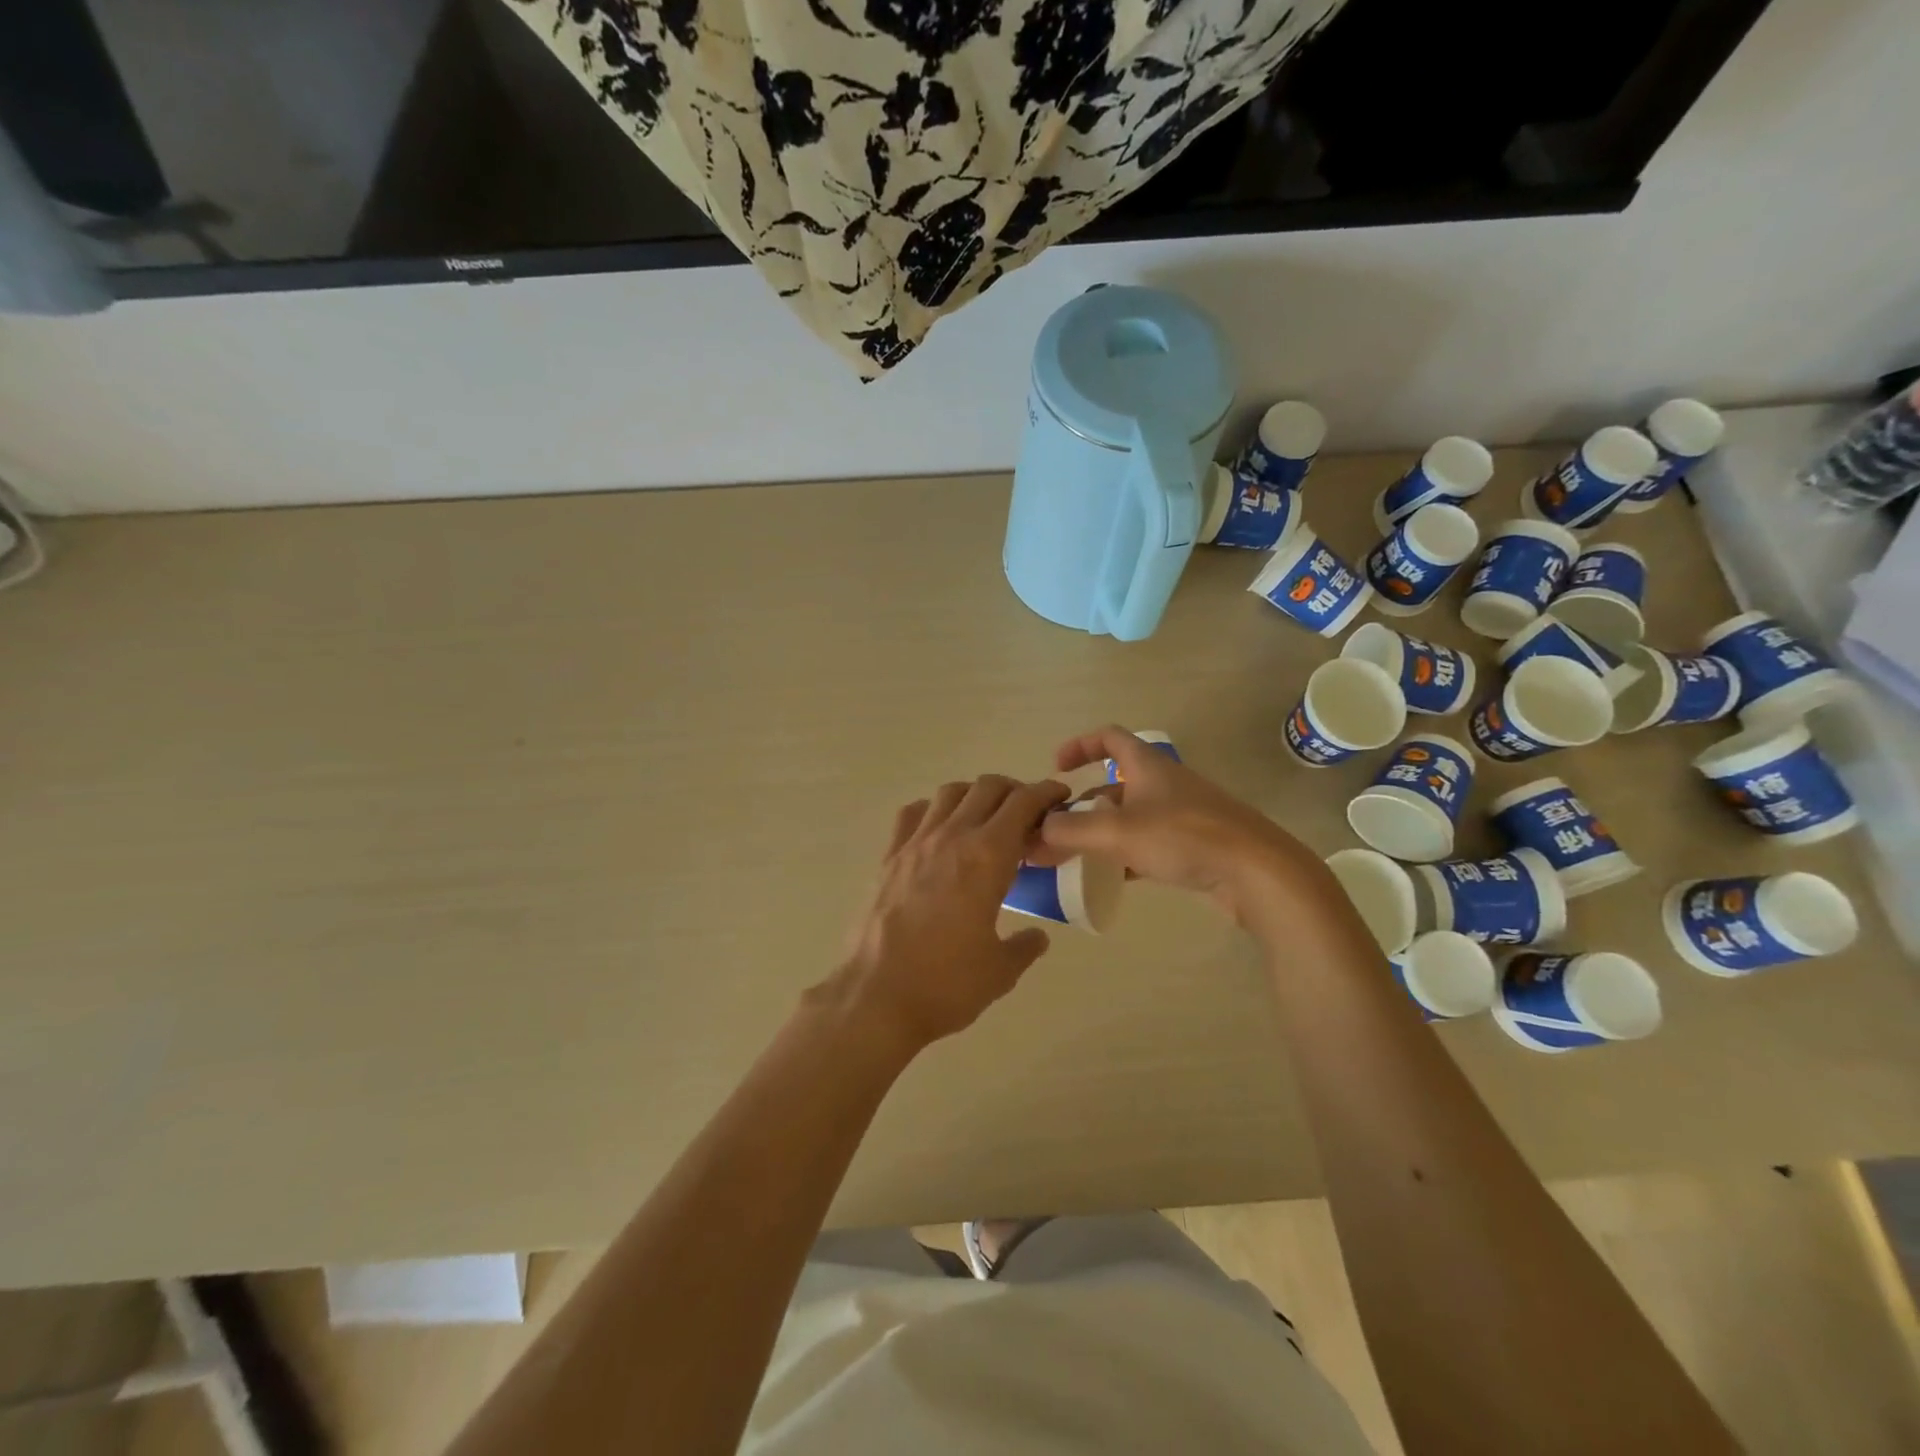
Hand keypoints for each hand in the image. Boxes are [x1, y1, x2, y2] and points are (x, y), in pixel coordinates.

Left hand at [823, 774, 1070, 1055]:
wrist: (874, 997)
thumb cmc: (945, 984)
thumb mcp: (1000, 971)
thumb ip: (1025, 947)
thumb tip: (1037, 937)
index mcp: (987, 857)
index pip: (1022, 803)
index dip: (1046, 793)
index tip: (1060, 798)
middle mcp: (952, 837)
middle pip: (988, 787)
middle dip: (1014, 791)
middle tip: (1027, 814)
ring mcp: (915, 843)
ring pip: (949, 793)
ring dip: (975, 795)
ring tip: (986, 819)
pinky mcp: (888, 857)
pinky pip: (912, 814)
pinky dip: (933, 810)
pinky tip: (940, 832)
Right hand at [1036, 725, 1322, 923]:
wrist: (1258, 872)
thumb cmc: (1185, 837)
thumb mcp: (1118, 832)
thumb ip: (1071, 831)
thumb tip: (1036, 832)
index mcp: (1147, 766)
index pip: (1109, 738)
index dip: (1079, 746)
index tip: (1056, 768)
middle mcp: (1163, 784)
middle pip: (1112, 787)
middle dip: (1079, 808)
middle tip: (1051, 834)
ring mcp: (1181, 816)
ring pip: (1128, 819)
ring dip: (1098, 834)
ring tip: (1070, 859)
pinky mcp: (1193, 846)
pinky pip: (1147, 845)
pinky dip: (1122, 856)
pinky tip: (1108, 878)